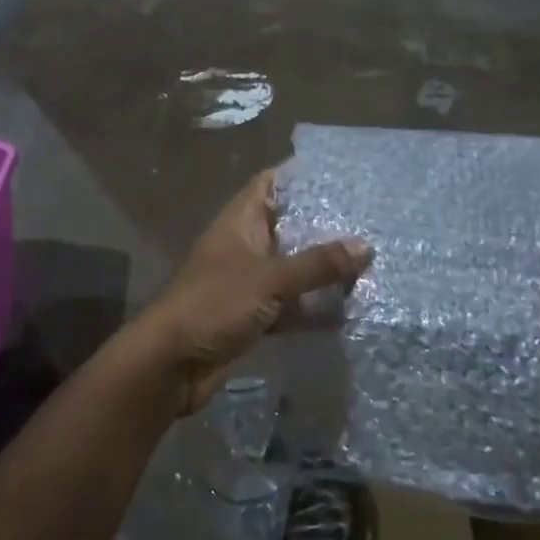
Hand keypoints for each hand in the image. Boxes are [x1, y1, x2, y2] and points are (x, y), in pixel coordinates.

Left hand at [136, 169, 370, 414]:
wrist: (171, 364)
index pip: (269, 185)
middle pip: (287, 227)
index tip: (340, 176)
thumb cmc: (215, 305)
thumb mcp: (270, 279)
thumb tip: (366, 246)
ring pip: (291, 268)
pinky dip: (312, 307)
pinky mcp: (250, 317)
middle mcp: (243, 247)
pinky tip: (347, 310)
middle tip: (368, 222)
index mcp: (239, 223)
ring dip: (321, 270)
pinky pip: (288, 305)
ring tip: (369, 263)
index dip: (300, 177)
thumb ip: (317, 264)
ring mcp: (246, 283)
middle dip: (322, 227)